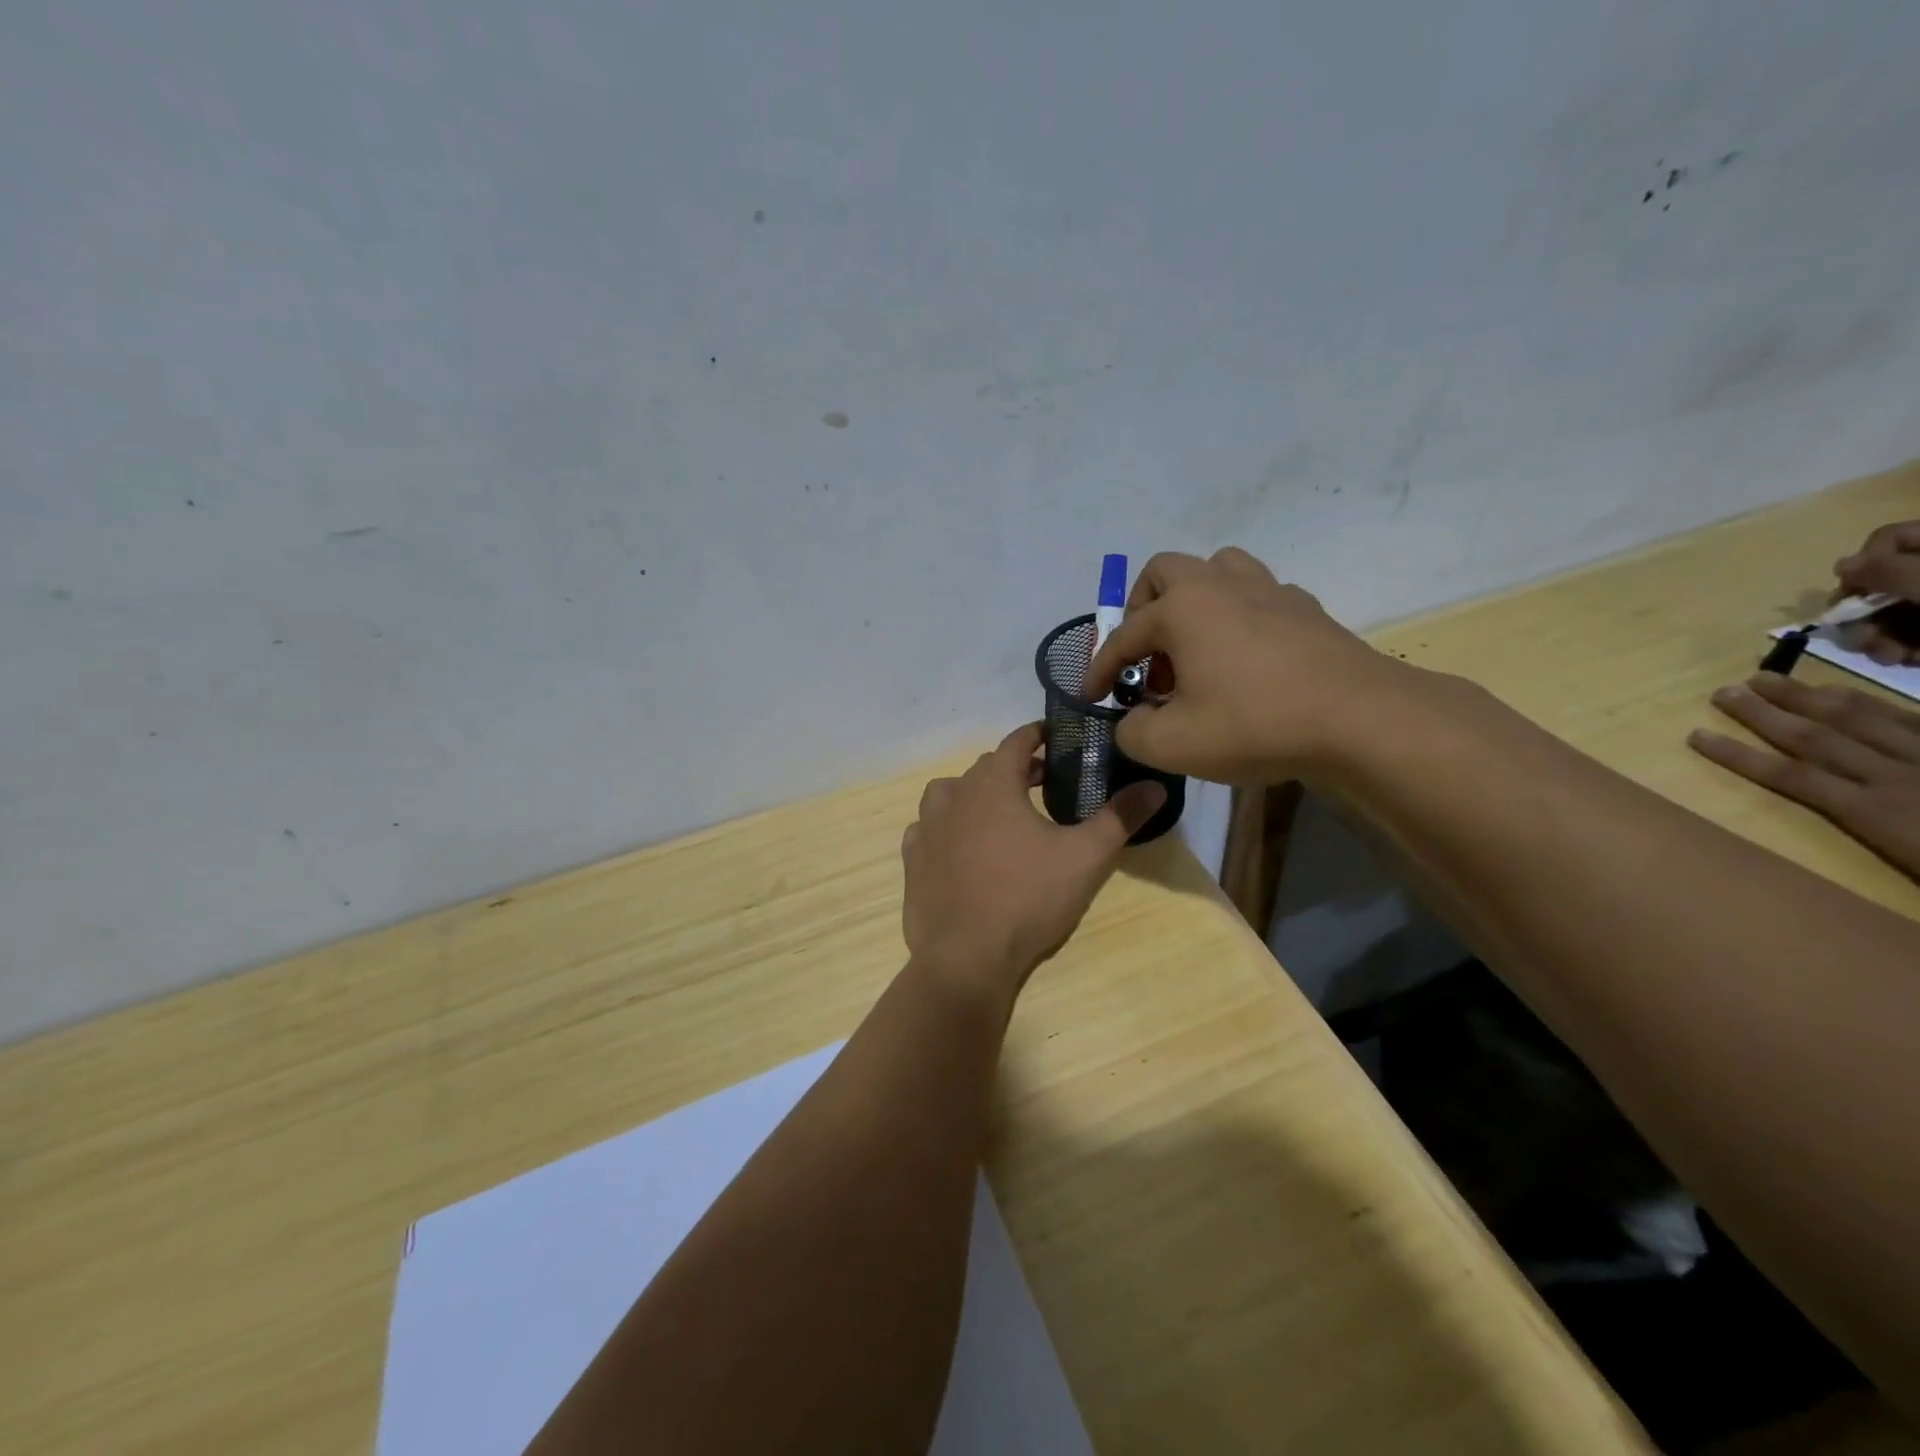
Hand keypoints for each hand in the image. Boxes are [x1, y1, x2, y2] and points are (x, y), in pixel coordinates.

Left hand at [901, 723, 1165, 992]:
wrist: (966, 958)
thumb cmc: (1028, 898)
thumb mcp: (1086, 857)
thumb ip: (1120, 817)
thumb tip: (1155, 786)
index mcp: (993, 784)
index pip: (1016, 741)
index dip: (1038, 735)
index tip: (1056, 738)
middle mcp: (953, 795)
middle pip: (986, 768)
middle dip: (1016, 769)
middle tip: (1044, 784)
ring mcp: (927, 827)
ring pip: (951, 794)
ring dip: (976, 795)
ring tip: (1001, 815)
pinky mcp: (912, 860)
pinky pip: (929, 829)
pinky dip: (948, 828)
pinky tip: (963, 848)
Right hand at [1081, 547, 1404, 784]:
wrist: (1360, 720)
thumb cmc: (1254, 724)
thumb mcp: (1171, 744)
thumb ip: (1133, 732)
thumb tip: (1135, 720)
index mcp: (1181, 609)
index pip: (1123, 636)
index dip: (1100, 669)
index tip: (1093, 697)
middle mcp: (1221, 585)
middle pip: (1165, 571)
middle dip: (1142, 608)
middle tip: (1146, 653)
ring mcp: (1270, 591)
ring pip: (1218, 570)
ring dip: (1194, 600)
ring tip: (1194, 645)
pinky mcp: (1307, 610)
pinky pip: (1259, 596)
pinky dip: (1239, 617)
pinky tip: (1246, 657)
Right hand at [1688, 673, 1919, 880]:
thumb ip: (1898, 853)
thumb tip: (1857, 833)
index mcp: (1883, 817)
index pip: (1793, 778)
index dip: (1740, 756)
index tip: (1694, 736)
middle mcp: (1902, 781)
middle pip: (1820, 739)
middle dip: (1767, 713)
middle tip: (1726, 689)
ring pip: (1862, 723)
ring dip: (1810, 698)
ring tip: (1768, 678)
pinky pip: (1919, 722)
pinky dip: (1881, 705)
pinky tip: (1854, 694)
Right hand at [1834, 522, 1919, 665]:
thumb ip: (1885, 568)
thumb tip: (1841, 566)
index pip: (1886, 539)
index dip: (1864, 564)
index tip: (1857, 591)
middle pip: (1880, 583)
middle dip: (1864, 616)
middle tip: (1866, 639)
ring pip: (1890, 613)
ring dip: (1879, 640)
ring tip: (1892, 656)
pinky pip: (1911, 633)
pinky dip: (1904, 649)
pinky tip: (1912, 659)